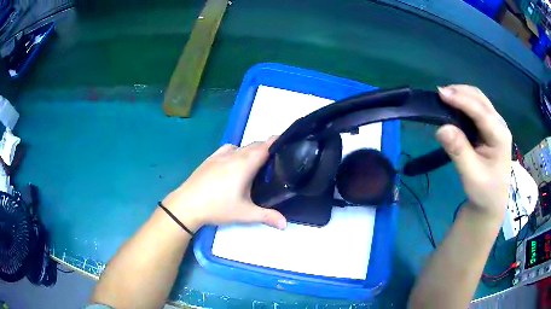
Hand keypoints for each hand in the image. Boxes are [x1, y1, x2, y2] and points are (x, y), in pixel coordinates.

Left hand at [162, 137, 286, 231]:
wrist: (187, 204)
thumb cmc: (217, 207)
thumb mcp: (244, 213)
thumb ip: (267, 217)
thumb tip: (286, 224)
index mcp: (244, 165)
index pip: (264, 147)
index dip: (276, 142)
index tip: (287, 142)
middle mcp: (233, 155)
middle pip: (254, 145)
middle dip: (266, 148)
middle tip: (276, 160)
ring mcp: (220, 155)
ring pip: (241, 147)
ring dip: (251, 150)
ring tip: (257, 163)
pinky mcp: (210, 158)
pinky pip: (229, 149)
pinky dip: (237, 151)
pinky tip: (235, 162)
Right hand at [436, 85, 511, 220]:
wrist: (493, 201)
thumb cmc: (484, 191)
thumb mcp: (471, 175)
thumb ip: (458, 151)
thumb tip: (441, 128)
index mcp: (499, 136)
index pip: (480, 111)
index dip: (461, 100)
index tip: (441, 93)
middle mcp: (500, 124)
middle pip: (480, 99)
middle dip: (460, 92)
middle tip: (440, 94)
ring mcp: (496, 124)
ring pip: (479, 99)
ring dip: (462, 95)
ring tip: (445, 98)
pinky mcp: (491, 127)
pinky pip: (477, 107)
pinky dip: (464, 102)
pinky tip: (455, 106)